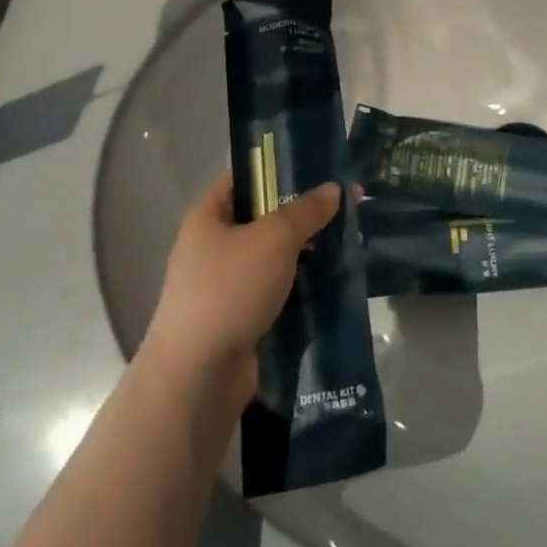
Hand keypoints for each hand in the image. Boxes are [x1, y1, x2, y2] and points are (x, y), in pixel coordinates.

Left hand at [143, 172, 341, 409]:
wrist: (198, 377)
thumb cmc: (229, 290)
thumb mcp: (273, 239)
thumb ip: (306, 211)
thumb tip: (334, 189)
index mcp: (208, 216)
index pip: (245, 177)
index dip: (279, 169)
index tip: (319, 169)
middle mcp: (213, 246)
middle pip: (264, 218)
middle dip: (303, 214)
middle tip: (345, 207)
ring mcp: (226, 285)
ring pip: (274, 257)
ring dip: (306, 252)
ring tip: (348, 242)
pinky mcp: (242, 318)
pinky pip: (277, 291)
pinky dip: (302, 286)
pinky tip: (334, 281)